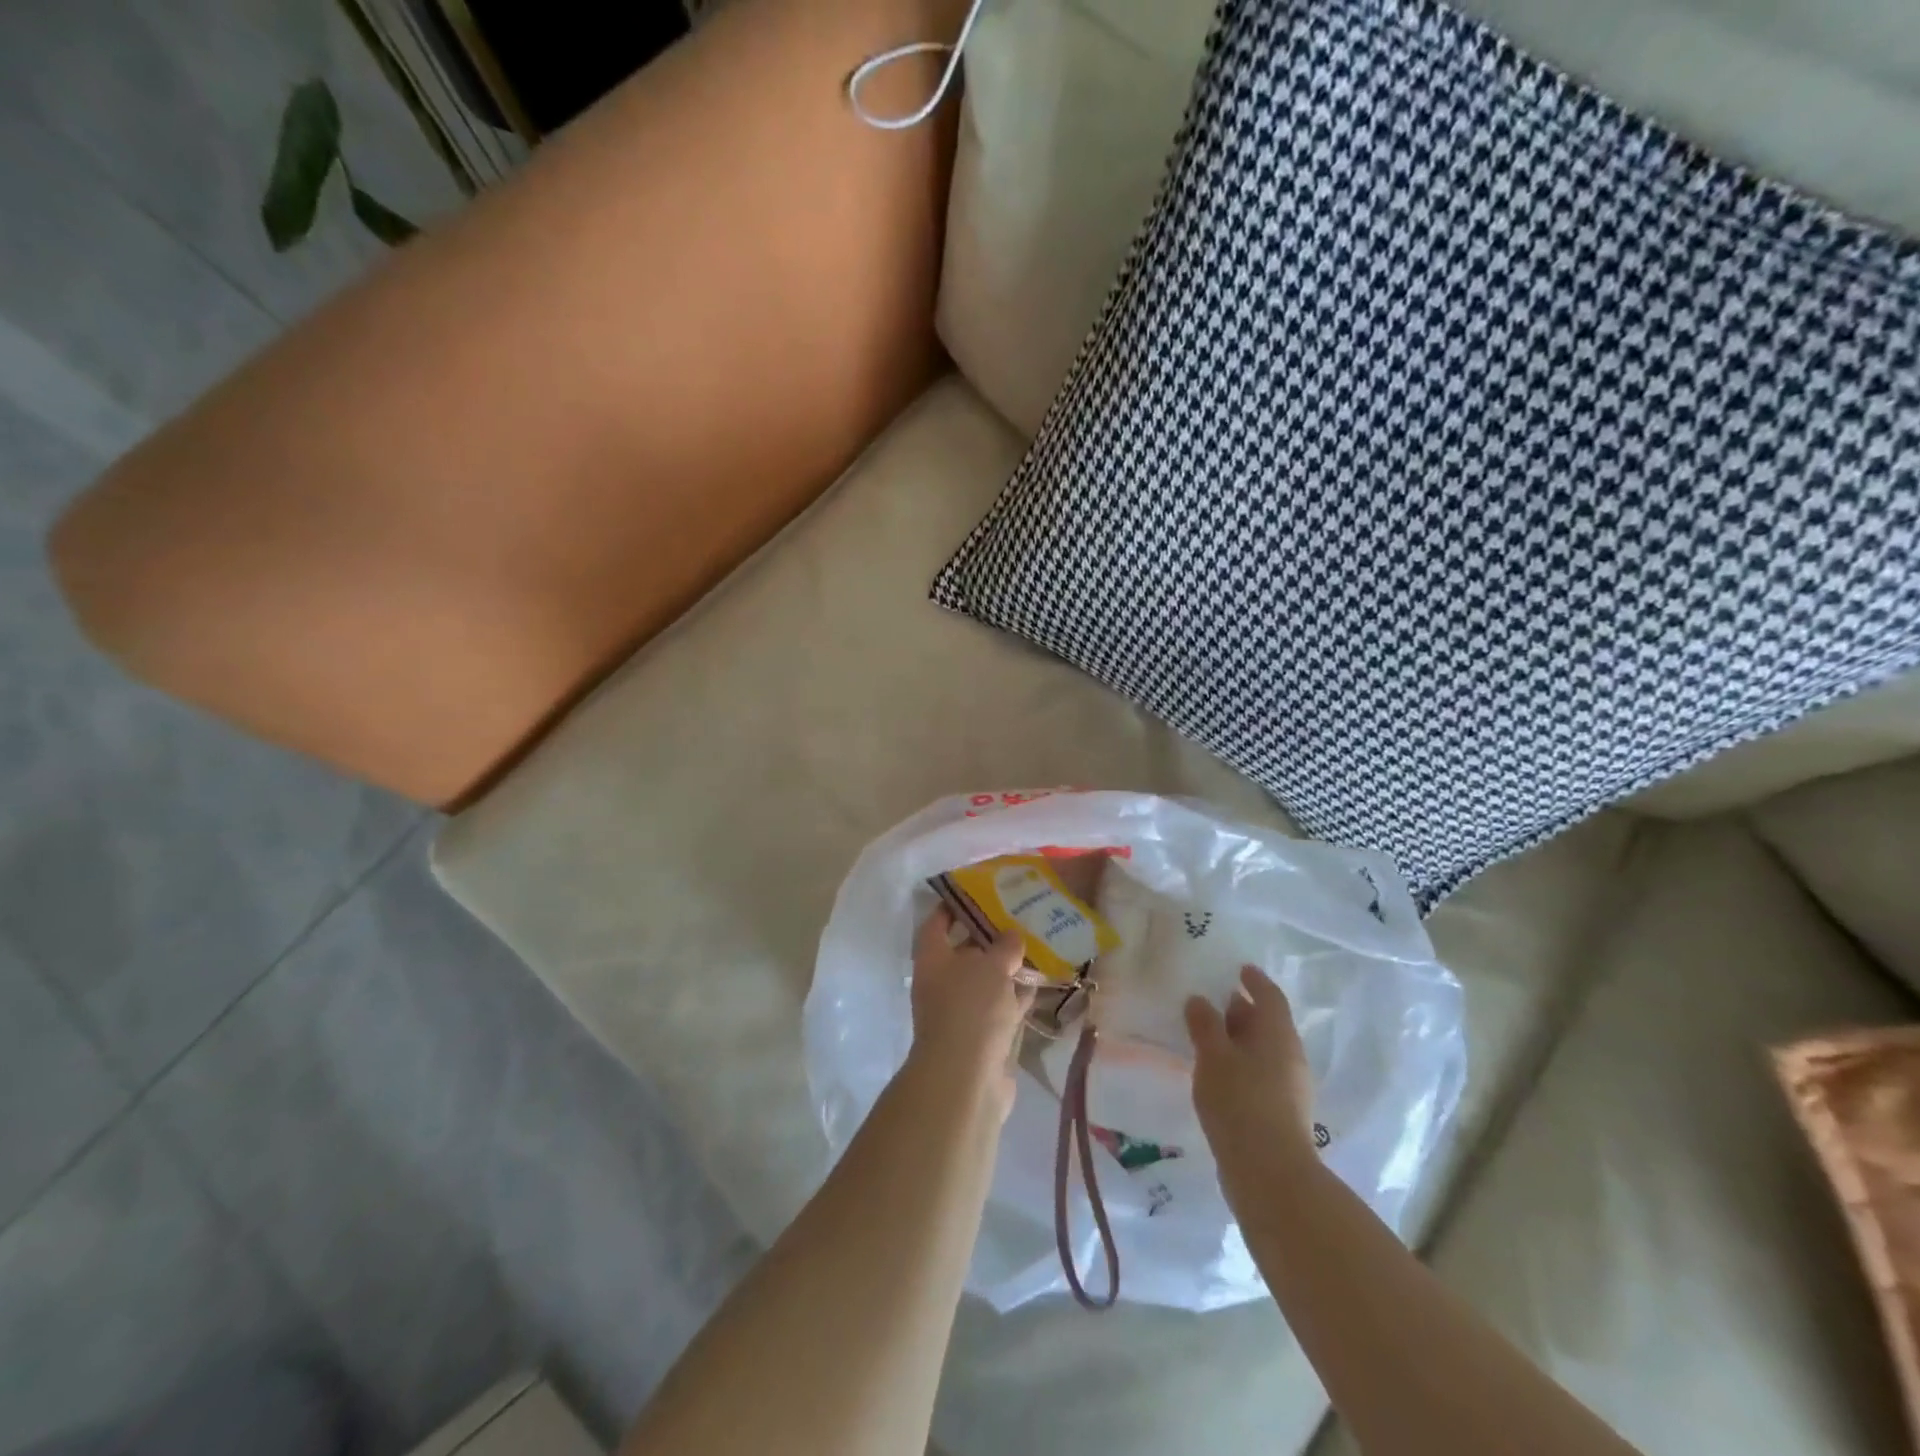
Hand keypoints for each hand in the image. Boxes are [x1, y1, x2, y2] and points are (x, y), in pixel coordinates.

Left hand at [906, 906, 1031, 1117]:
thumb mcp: (990, 966)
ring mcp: (962, 1011)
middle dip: (990, 936)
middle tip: (1019, 915)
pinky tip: (1041, 982)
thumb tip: (1012, 936)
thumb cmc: (970, 1009)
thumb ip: (1004, 946)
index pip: (937, 922)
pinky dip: (1017, 995)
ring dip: (1007, 966)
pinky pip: (1001, 1006)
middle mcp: (942, 982)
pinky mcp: (983, 1036)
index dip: (953, 905)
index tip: (977, 891)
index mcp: (932, 959)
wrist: (967, 1080)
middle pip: (965, 950)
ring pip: (986, 980)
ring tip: (1036, 944)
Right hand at [1185, 966, 1318, 1197]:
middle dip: (1244, 1010)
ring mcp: (1289, 1088)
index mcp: (1278, 1034)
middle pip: (1268, 1023)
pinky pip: (1260, 1074)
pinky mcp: (1281, 1114)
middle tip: (1216, 1000)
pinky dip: (1241, 1064)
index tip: (1240, 968)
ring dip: (1240, 1039)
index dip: (1255, 980)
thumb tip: (1199, 999)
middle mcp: (1289, 1056)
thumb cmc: (1240, 1102)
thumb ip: (1204, 1024)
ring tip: (1210, 1037)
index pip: (1270, 996)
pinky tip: (1218, 1074)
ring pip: (1264, 1051)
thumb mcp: (1213, 1056)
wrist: (1270, 1175)